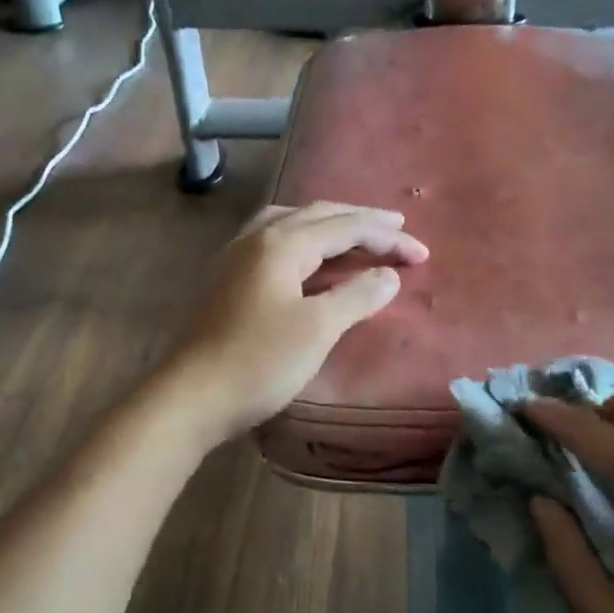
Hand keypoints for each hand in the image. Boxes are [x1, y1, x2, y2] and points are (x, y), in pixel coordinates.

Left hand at [162, 203, 427, 443]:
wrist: (190, 397)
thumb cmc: (258, 362)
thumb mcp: (317, 329)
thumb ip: (356, 295)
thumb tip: (389, 276)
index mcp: (280, 243)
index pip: (344, 227)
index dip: (386, 238)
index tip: (422, 254)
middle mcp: (255, 238)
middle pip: (317, 216)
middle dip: (360, 222)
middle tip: (397, 230)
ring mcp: (235, 257)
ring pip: (290, 224)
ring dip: (328, 226)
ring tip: (355, 234)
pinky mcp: (226, 280)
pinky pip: (273, 243)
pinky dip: (303, 242)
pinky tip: (308, 259)